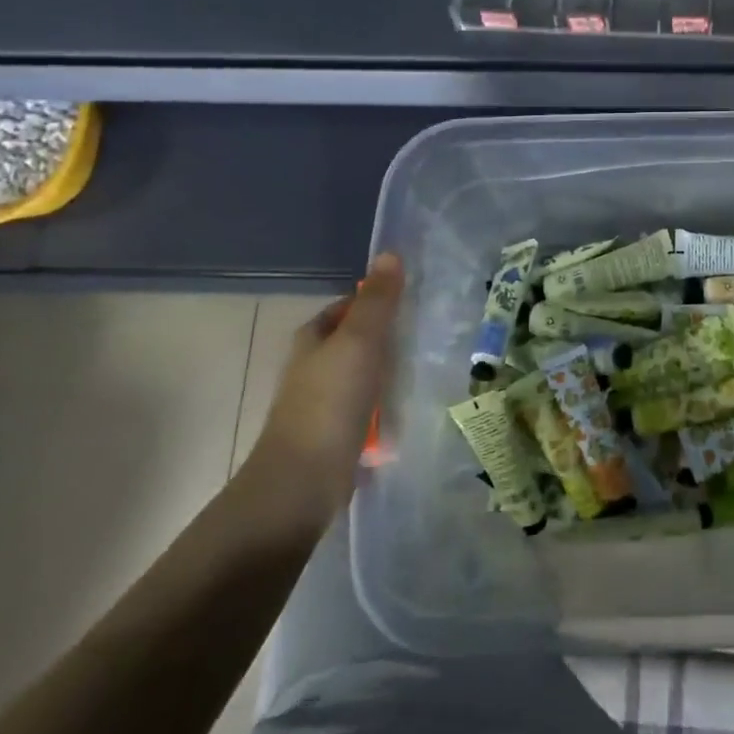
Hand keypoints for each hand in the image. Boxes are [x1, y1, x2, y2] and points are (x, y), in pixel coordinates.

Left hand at [240, 252, 403, 534]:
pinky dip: (387, 405)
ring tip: (429, 371)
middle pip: (357, 341)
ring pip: (364, 375)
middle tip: (430, 336)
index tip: (415, 304)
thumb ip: (377, 301)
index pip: (348, 307)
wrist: (302, 481)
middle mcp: (314, 366)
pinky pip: (368, 408)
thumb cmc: (330, 403)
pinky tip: (410, 410)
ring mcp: (323, 402)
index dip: (378, 301)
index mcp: (313, 338)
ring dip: (390, 373)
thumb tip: (391, 253)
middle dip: (389, 338)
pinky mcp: (335, 433)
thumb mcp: (359, 342)